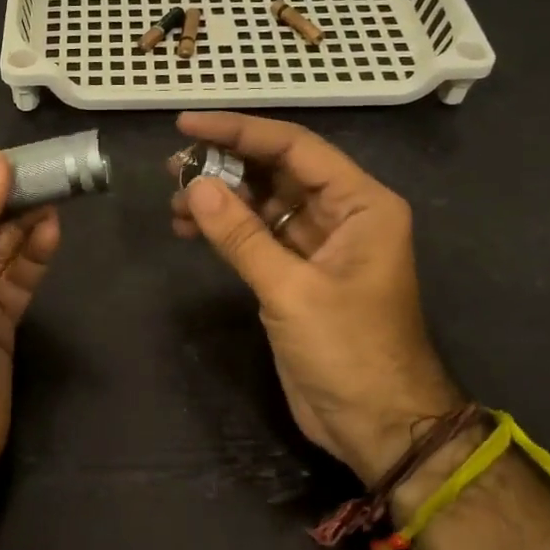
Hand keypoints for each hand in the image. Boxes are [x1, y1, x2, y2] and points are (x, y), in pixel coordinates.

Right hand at [170, 111, 462, 483]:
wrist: (377, 425)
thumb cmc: (349, 351)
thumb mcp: (291, 290)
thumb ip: (241, 236)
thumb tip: (194, 186)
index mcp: (361, 204)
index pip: (295, 148)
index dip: (240, 131)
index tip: (189, 124)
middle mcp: (342, 214)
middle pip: (278, 171)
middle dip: (225, 165)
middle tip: (172, 167)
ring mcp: (319, 244)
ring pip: (263, 203)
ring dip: (220, 199)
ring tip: (173, 202)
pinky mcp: (298, 273)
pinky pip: (257, 235)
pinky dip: (226, 230)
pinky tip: (190, 229)